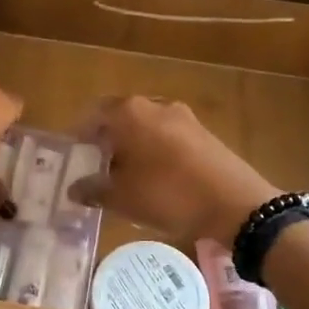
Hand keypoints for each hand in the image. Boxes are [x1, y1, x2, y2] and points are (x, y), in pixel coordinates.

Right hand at [67, 96, 277, 243]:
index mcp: (129, 112)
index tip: (73, 154)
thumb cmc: (168, 195)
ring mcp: (182, 116)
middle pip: (120, 116)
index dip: (80, 134)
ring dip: (131, 143)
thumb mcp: (123, 198)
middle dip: (106, 138)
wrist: (235, 203)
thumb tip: (73, 188)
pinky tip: (154, 174)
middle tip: (95, 164)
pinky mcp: (202, 131)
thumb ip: (94, 189)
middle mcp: (154, 105)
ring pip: (145, 125)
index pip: (94, 114)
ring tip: (124, 172)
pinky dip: (153, 148)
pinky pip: (166, 134)